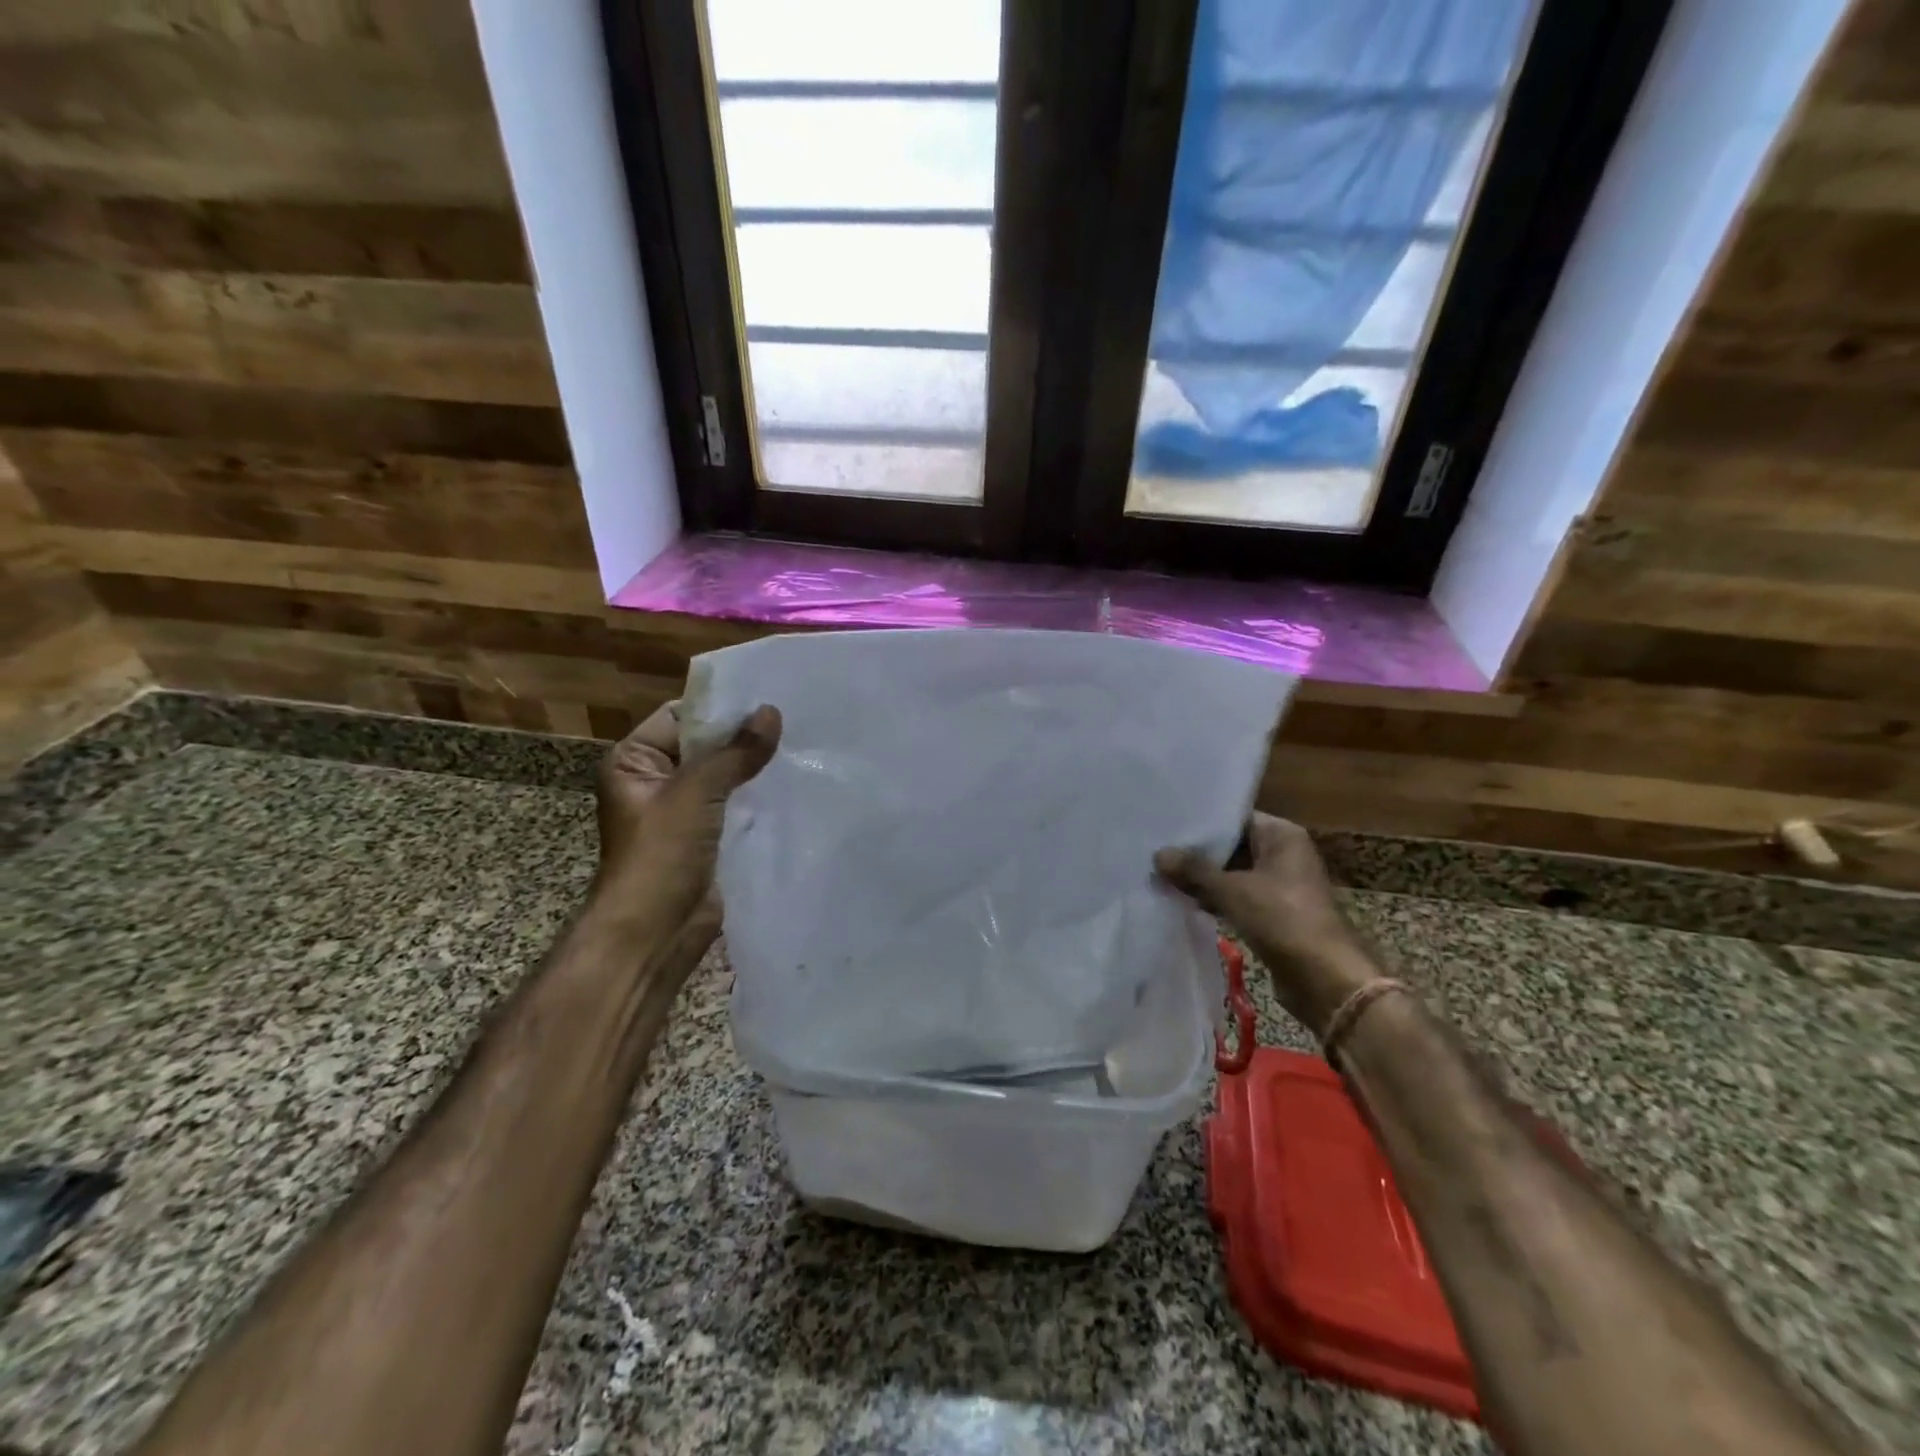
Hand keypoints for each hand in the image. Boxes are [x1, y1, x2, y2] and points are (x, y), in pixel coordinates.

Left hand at [593, 700, 781, 925]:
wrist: (654, 934)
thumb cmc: (659, 856)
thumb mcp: (695, 793)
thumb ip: (735, 752)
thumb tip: (772, 712)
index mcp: (634, 761)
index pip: (681, 717)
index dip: (721, 708)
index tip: (768, 695)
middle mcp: (657, 781)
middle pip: (706, 746)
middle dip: (745, 737)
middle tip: (795, 719)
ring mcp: (685, 812)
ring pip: (725, 777)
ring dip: (756, 768)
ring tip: (802, 745)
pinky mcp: (709, 838)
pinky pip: (737, 806)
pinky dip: (760, 796)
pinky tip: (794, 783)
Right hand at [1156, 813, 1378, 1039]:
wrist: (1324, 979)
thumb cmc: (1282, 919)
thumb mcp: (1231, 890)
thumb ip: (1194, 870)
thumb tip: (1158, 854)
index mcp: (1282, 835)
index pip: (1234, 818)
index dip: (1201, 823)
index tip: (1166, 825)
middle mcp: (1284, 854)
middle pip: (1232, 846)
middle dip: (1197, 854)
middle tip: (1156, 850)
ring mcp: (1280, 885)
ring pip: (1233, 874)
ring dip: (1203, 879)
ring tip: (1161, 875)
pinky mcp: (1274, 913)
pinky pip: (1238, 898)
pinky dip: (1215, 899)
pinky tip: (1183, 901)